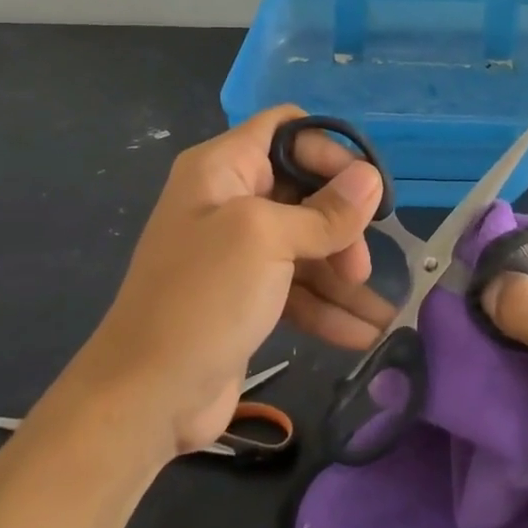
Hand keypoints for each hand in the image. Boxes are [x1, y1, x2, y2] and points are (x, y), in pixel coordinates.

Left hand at [74, 106, 384, 456]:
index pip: (287, 130)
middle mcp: (231, 200)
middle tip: (360, 265)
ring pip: (308, 244)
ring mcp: (239, 251)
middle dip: (342, 225)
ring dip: (343, 275)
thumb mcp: (267, 240)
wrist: (146, 398)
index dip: (329, 151)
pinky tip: (365, 334)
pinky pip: (298, 286)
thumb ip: (325, 211)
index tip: (364, 189)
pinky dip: (329, 307)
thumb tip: (373, 178)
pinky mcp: (248, 295)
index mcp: (223, 168)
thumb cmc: (204, 297)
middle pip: (305, 190)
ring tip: (381, 311)